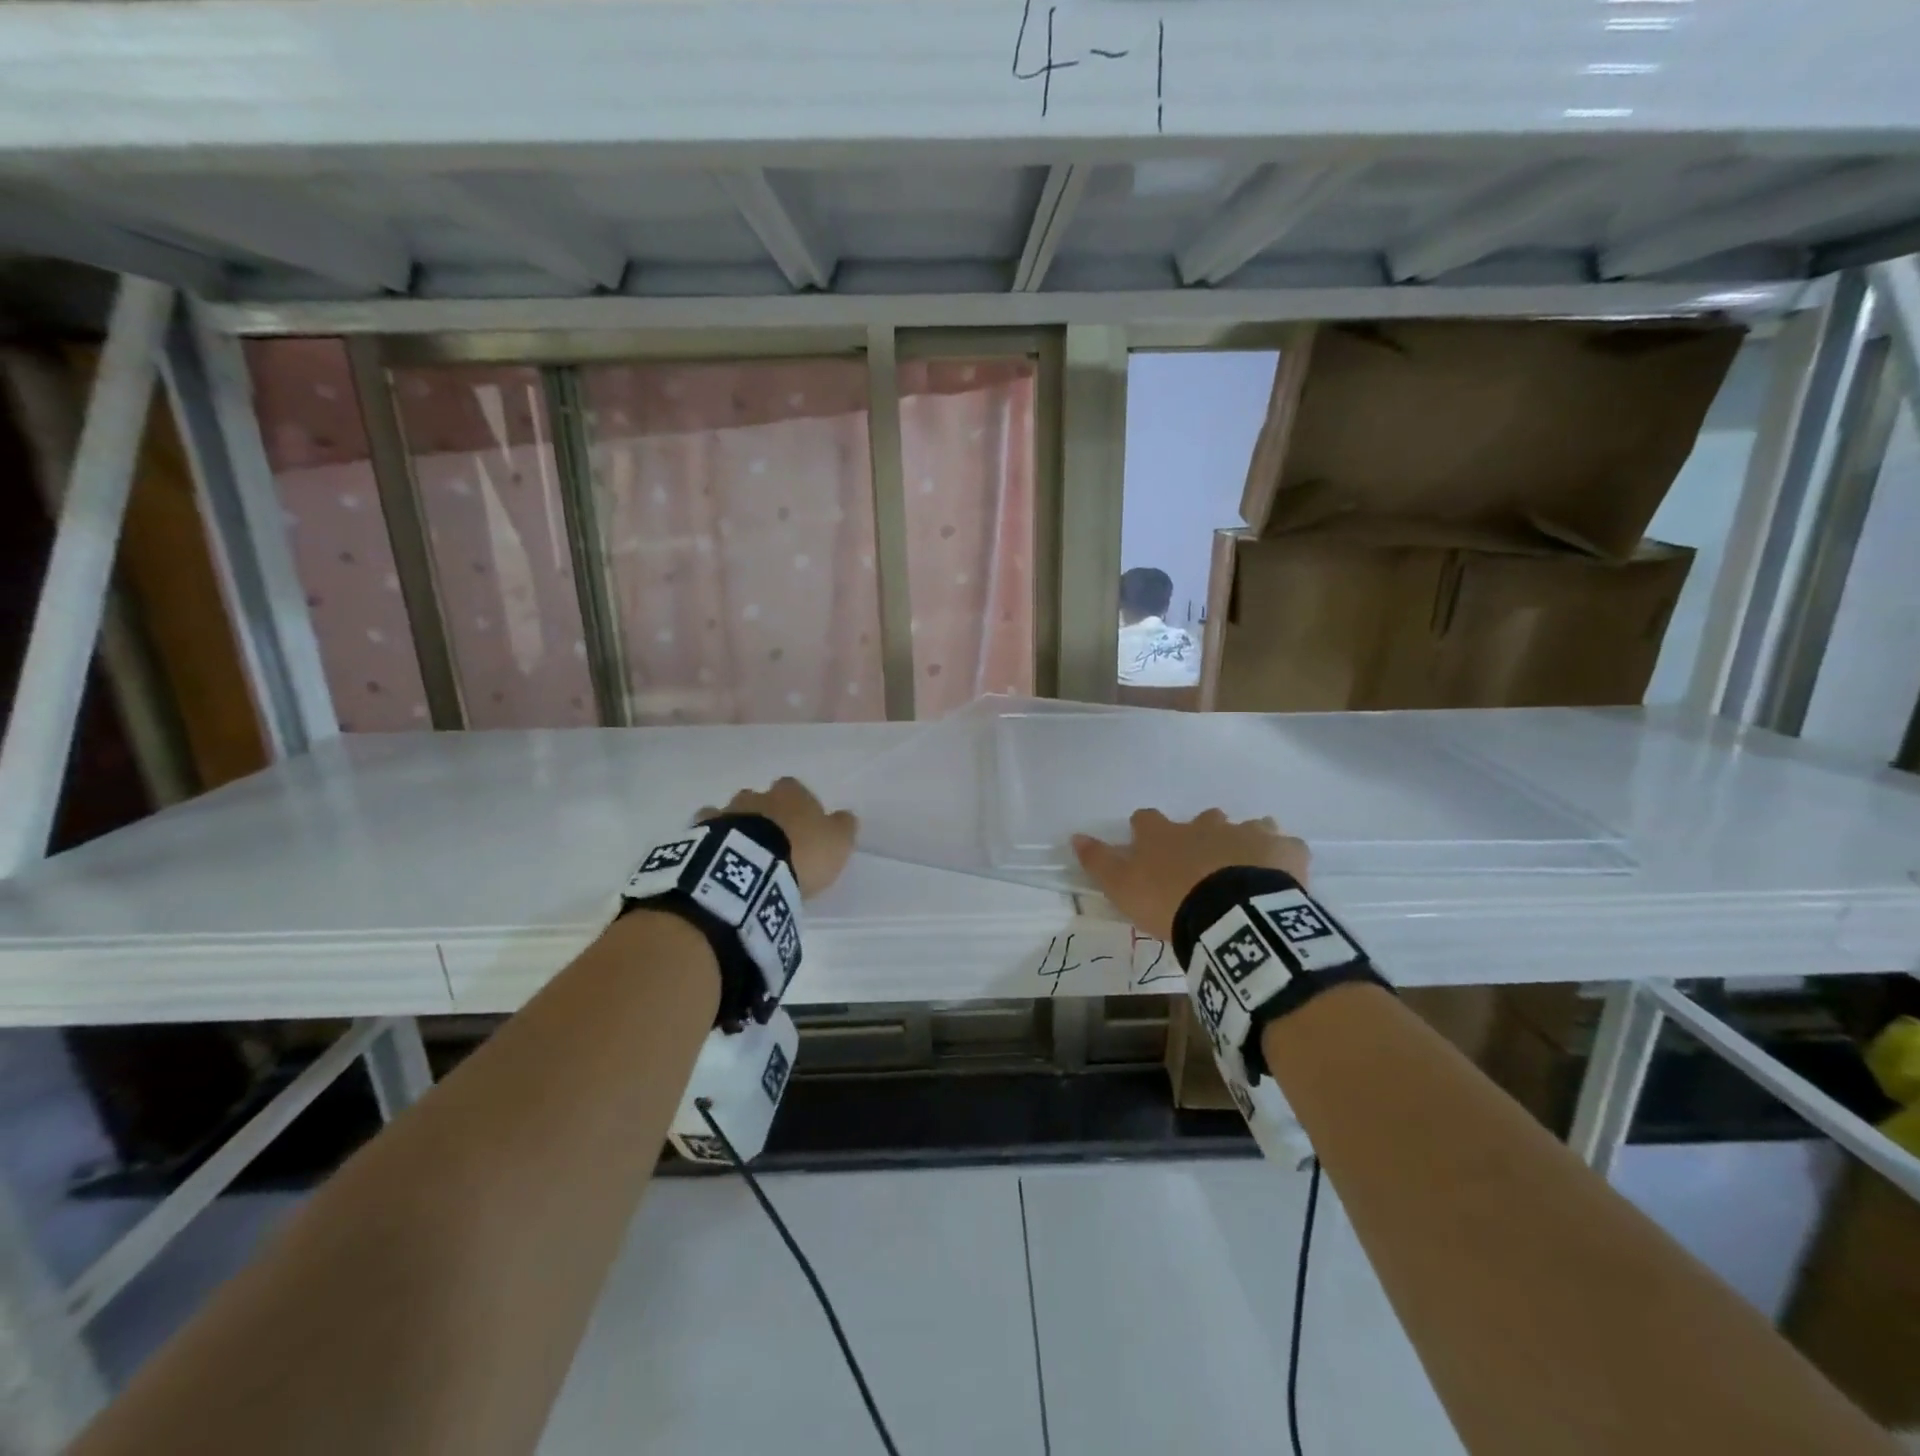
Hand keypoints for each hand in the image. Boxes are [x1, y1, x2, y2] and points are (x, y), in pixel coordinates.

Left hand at [699, 777, 857, 900]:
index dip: (797, 805)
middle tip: (771, 840)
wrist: (750, 870)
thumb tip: (844, 816)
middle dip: (764, 813)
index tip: (800, 825)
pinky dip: (712, 840)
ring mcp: (726, 813)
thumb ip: (842, 826)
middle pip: (760, 798)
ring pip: (731, 812)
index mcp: (791, 794)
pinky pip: (706, 831)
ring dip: (737, 827)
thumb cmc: (801, 853)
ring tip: (743, 853)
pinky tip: (717, 856)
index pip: (795, 788)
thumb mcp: (838, 842)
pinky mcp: (701, 834)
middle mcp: (756, 796)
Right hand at [1072, 809, 1309, 942]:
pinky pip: (1286, 847)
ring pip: (1248, 827)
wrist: (1231, 916)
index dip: (1145, 830)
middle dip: (1203, 833)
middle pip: (1203, 819)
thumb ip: (1098, 861)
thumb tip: (1074, 836)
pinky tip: (1281, 876)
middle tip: (1203, 862)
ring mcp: (1248, 834)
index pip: (1146, 819)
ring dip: (1245, 841)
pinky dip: (1283, 857)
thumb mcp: (1123, 888)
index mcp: (1166, 834)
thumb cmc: (1170, 902)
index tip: (1145, 843)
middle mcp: (1206, 825)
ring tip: (1245, 867)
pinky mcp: (1284, 851)